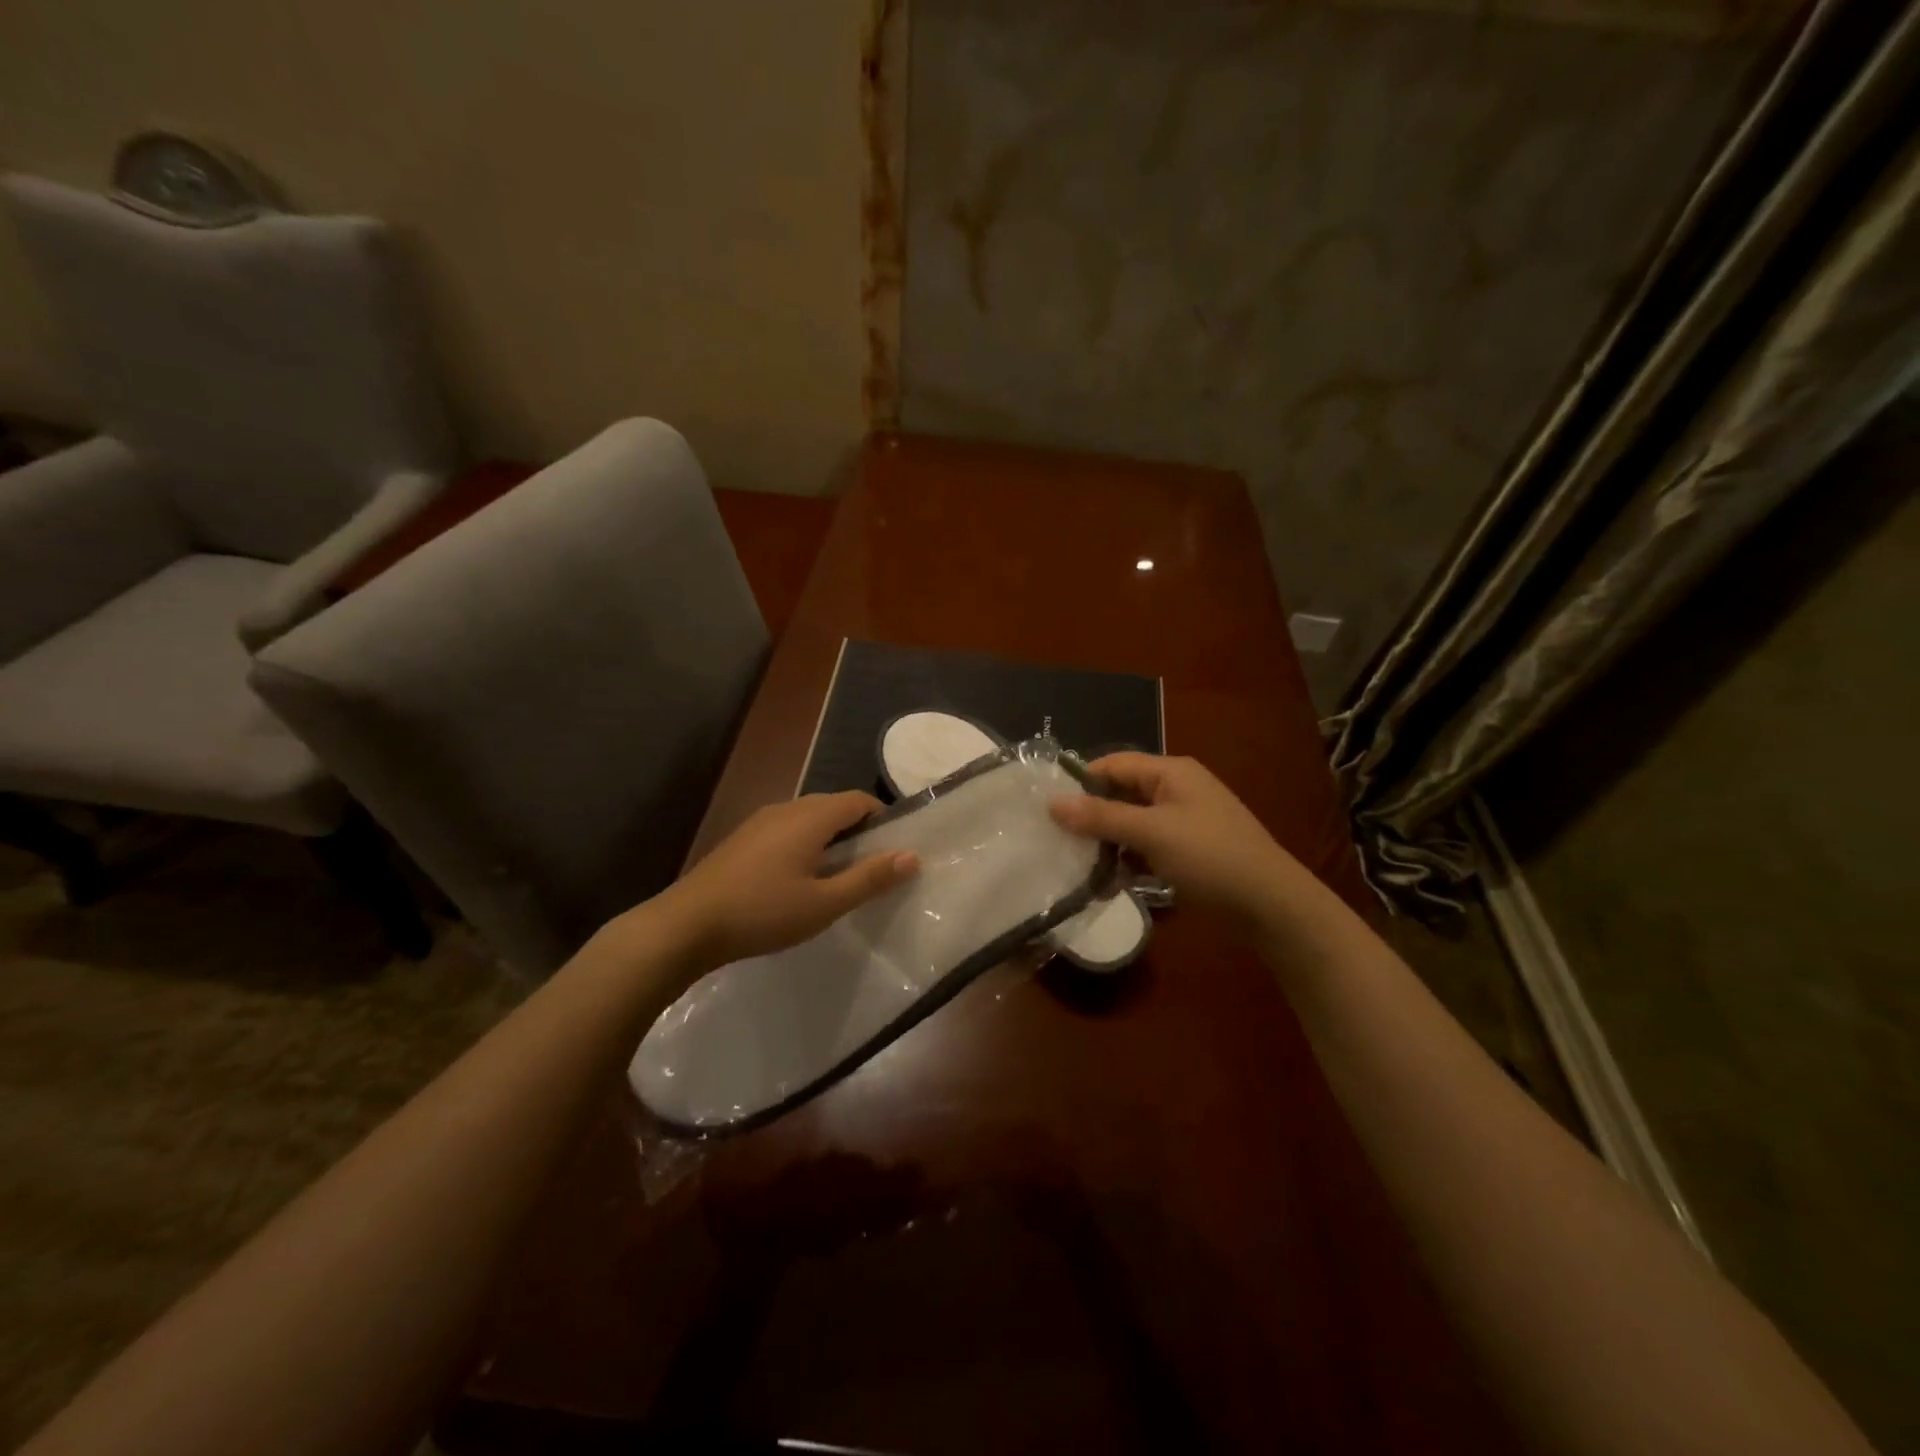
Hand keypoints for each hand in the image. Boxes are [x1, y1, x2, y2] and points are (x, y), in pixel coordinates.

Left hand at [656, 792, 918, 965]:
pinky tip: (798, 880)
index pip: (859, 800)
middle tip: (871, 868)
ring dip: (830, 838)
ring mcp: (759, 822)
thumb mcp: (825, 903)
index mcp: (810, 817)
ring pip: (808, 818)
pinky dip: (805, 844)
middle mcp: (786, 808)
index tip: (893, 850)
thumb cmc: (763, 912)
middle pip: (834, 806)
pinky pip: (786, 829)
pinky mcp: (742, 839)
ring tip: (838, 876)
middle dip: (858, 830)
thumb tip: (912, 856)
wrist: (686, 925)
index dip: (882, 819)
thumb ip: (870, 878)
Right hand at [1049, 753, 1297, 923]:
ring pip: (1130, 824)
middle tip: (1056, 840)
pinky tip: (1105, 883)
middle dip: (1090, 817)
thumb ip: (1101, 817)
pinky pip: (1145, 847)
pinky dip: (1126, 861)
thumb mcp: (1152, 832)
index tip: (1048, 808)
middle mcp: (1175, 790)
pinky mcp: (1186, 852)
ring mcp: (1182, 823)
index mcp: (1170, 772)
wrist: (1270, 905)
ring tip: (1075, 866)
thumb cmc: (1210, 857)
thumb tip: (1052, 803)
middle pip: (1120, 794)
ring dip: (1106, 843)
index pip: (1113, 764)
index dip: (1081, 782)